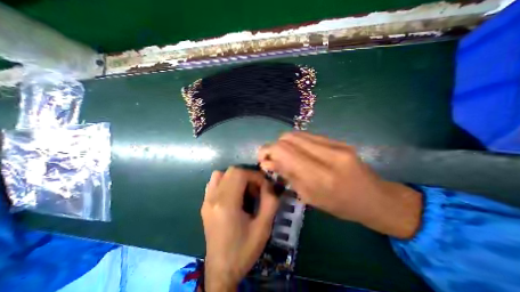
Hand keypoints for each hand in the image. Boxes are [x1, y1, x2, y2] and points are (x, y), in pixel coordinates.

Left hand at [201, 167, 279, 289]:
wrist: (221, 269)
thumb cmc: (244, 249)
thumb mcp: (264, 227)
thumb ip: (270, 202)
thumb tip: (269, 184)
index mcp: (227, 204)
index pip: (240, 173)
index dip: (255, 176)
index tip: (264, 186)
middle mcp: (213, 198)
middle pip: (231, 171)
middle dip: (247, 176)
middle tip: (256, 190)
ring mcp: (206, 201)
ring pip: (221, 174)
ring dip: (236, 178)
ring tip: (244, 191)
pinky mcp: (205, 204)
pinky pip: (214, 183)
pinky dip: (226, 182)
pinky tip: (233, 195)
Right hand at [257, 132, 421, 238]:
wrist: (375, 198)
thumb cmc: (341, 206)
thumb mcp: (310, 197)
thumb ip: (288, 176)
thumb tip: (267, 162)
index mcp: (320, 176)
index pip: (284, 150)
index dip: (268, 151)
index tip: (263, 159)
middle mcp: (327, 155)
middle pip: (288, 137)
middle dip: (275, 146)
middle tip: (274, 159)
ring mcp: (336, 144)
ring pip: (297, 134)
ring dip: (286, 144)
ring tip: (286, 156)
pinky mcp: (339, 141)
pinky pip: (309, 136)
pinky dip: (298, 143)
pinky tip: (300, 153)